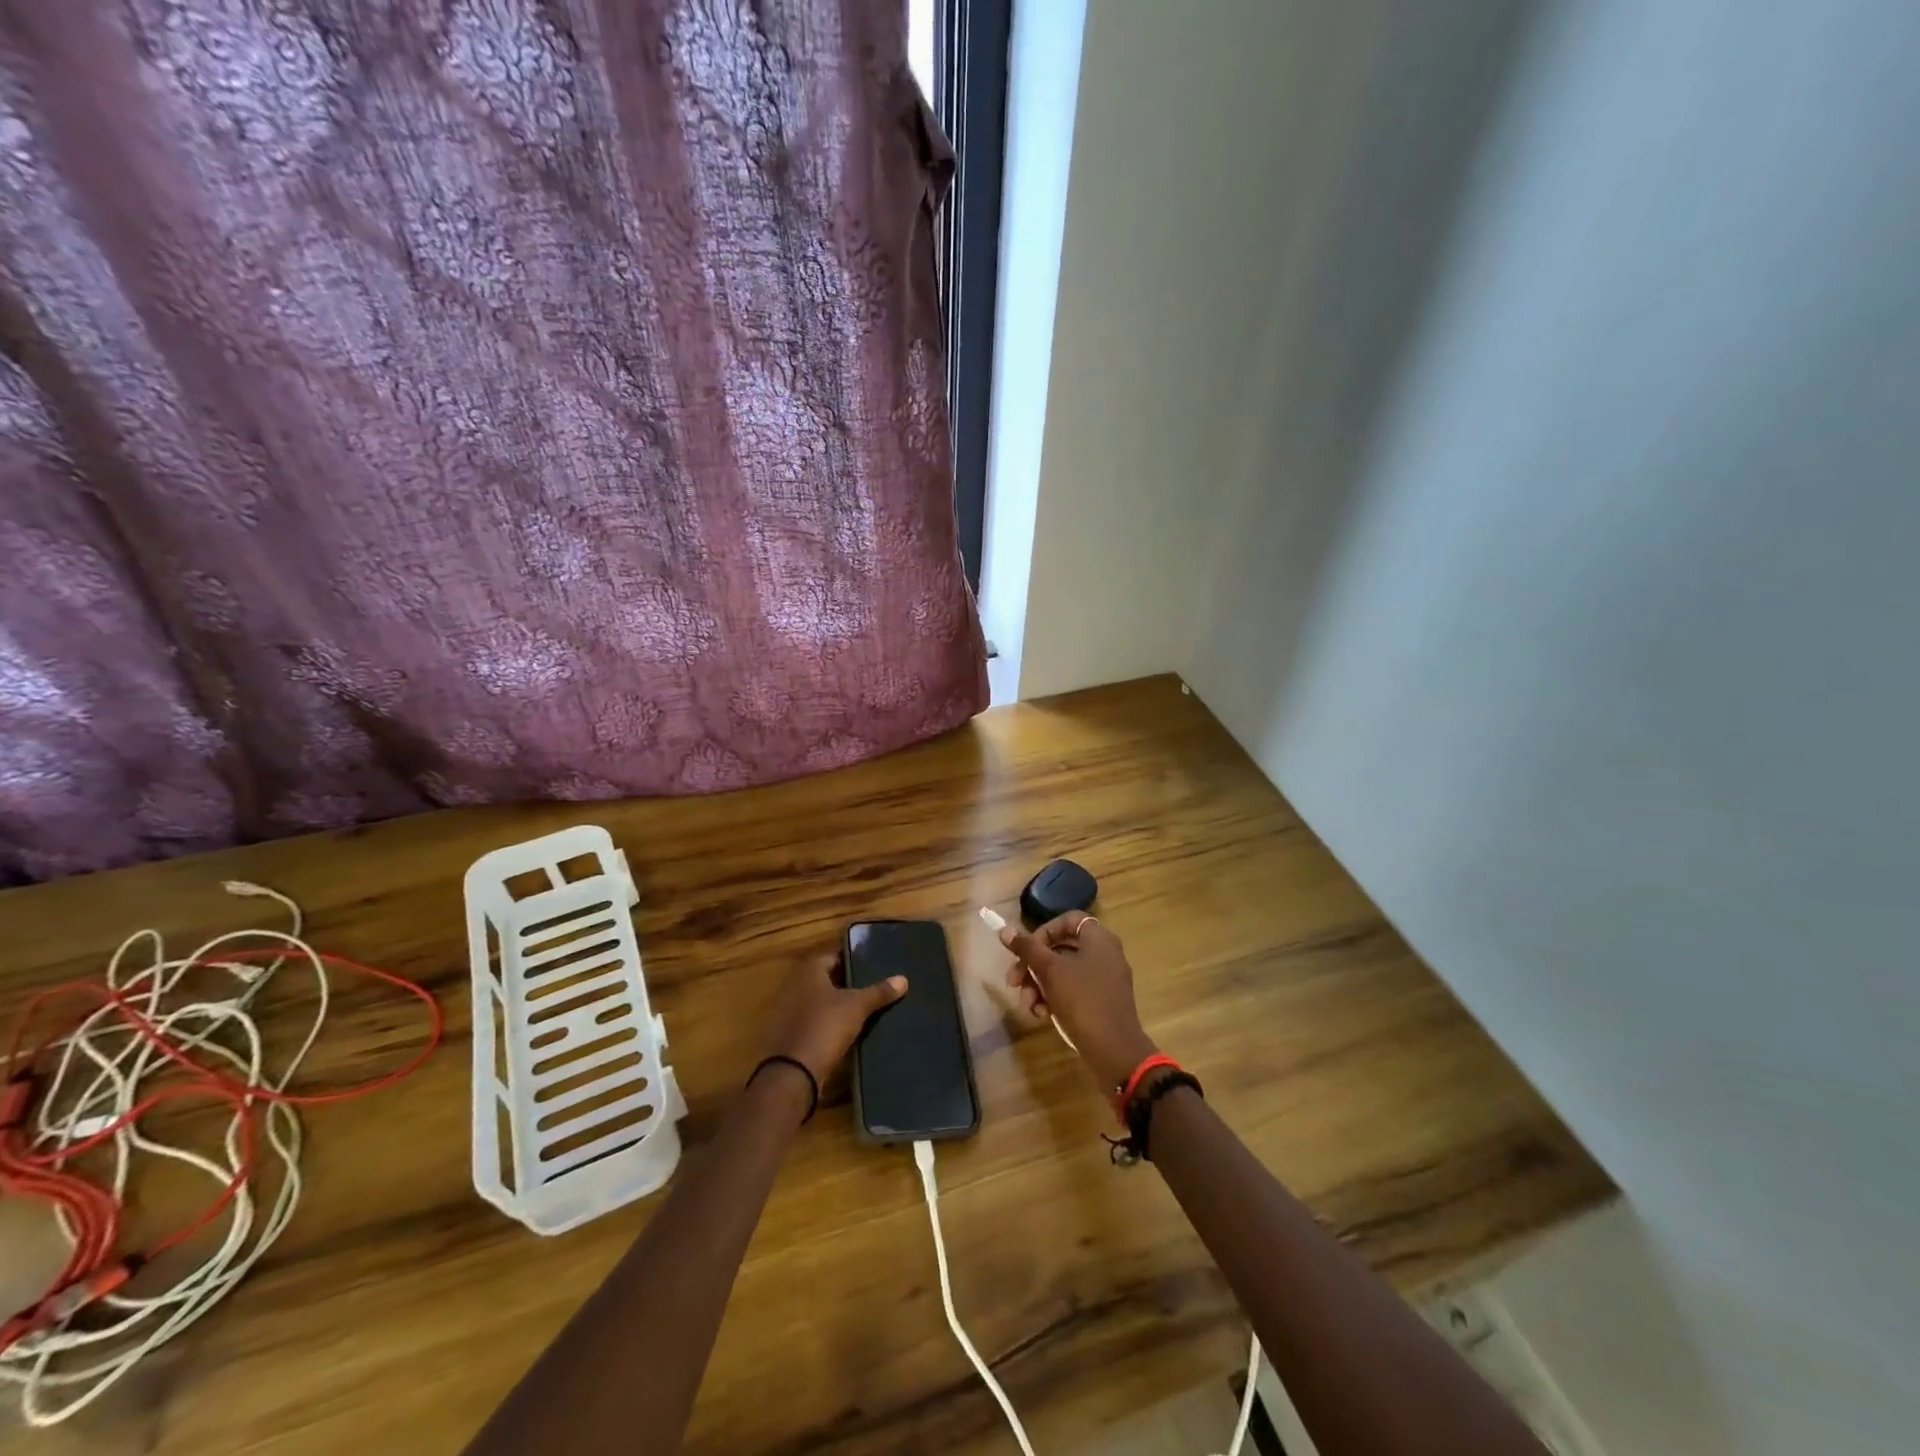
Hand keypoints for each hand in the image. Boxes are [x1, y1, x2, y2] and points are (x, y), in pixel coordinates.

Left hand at [764, 958, 906, 1086]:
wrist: (794, 1072)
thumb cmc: (825, 1026)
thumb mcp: (857, 1007)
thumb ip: (879, 992)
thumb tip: (904, 979)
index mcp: (809, 971)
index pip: (834, 956)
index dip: (853, 959)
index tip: (873, 964)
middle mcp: (796, 985)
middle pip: (827, 978)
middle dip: (848, 982)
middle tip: (875, 984)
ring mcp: (791, 1010)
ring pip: (821, 1001)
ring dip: (839, 1004)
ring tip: (867, 1006)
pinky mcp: (792, 1033)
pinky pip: (816, 1020)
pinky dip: (830, 1022)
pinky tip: (850, 1028)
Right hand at [1000, 913, 1157, 1088]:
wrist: (1114, 1051)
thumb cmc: (1082, 1000)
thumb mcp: (1050, 971)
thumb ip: (1027, 948)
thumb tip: (1004, 930)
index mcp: (1098, 939)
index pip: (1066, 920)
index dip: (1042, 932)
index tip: (1026, 951)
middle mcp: (1105, 954)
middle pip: (1061, 948)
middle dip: (1033, 966)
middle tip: (1013, 982)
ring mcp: (1105, 979)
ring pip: (1064, 972)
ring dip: (1039, 986)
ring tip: (1027, 1006)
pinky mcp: (1102, 1001)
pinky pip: (1074, 990)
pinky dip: (1055, 998)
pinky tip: (1041, 1015)